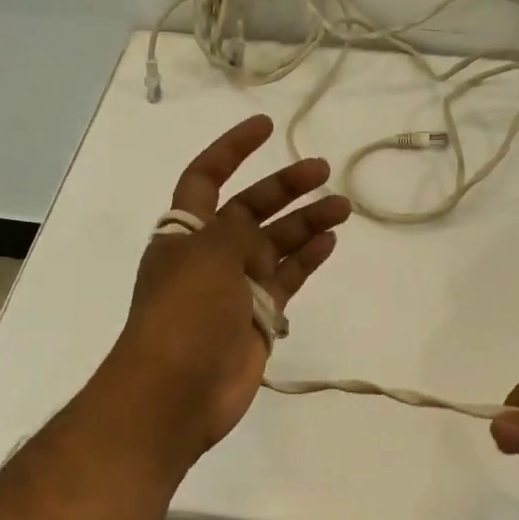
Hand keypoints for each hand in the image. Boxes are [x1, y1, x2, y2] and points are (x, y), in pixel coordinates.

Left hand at [105, 115, 350, 464]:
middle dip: (284, 187)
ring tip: (342, 205)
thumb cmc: (184, 314)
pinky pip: (288, 278)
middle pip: (250, 208)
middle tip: (322, 169)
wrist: (176, 392)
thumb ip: (237, 232)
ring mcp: (236, 286)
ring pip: (276, 243)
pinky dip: (307, 259)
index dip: (232, 150)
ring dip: (306, 222)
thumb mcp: (207, 256)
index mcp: (184, 233)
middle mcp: (210, 254)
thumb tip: (257, 229)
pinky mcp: (259, 317)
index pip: (205, 177)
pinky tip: (330, 241)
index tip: (266, 126)